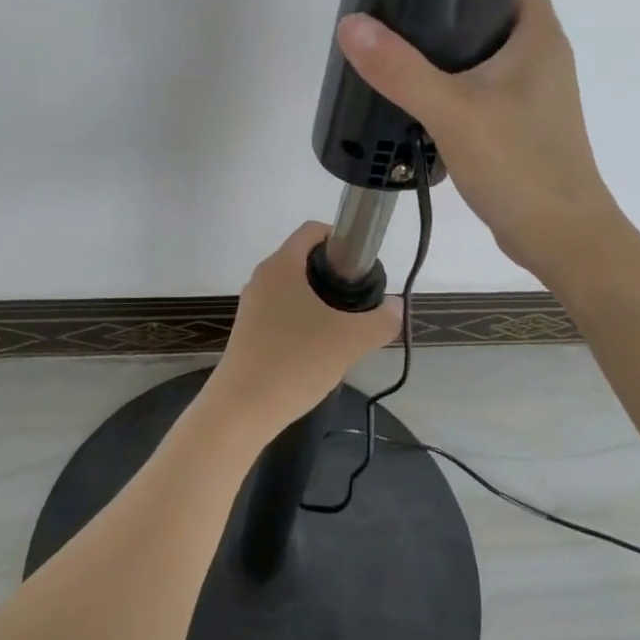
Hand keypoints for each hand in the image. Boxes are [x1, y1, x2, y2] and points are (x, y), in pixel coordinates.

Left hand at [207, 222, 403, 436]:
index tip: (361, 266)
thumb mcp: (351, 340)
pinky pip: (282, 312)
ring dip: (320, 301)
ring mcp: (252, 305)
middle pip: (304, 259)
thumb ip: (382, 320)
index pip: (313, 230)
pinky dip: (303, 320)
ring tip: (342, 330)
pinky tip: (318, 350)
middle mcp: (262, 277)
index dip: (340, 239)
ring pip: (294, 289)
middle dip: (334, 275)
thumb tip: (396, 307)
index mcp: (282, 265)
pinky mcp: (248, 331)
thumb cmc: (296, 361)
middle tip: (358, 302)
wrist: (242, 409)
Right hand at [336, 0, 621, 280]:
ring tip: (395, 38)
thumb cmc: (519, 165)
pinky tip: (417, 90)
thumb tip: (351, 25)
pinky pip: (480, 85)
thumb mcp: (453, 112)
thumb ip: (401, 69)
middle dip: (447, 0)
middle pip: (492, 8)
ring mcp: (532, 91)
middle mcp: (541, 55)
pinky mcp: (519, 121)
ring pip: (484, 51)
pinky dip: (452, 81)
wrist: (561, 237)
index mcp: (538, 35)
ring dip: (446, 46)